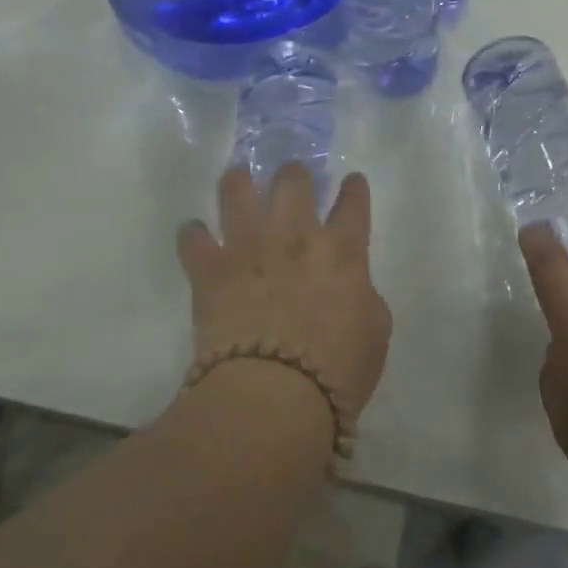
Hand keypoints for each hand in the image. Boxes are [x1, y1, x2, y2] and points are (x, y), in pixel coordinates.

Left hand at [178, 165, 392, 419]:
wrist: (274, 392)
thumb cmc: (338, 369)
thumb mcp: (375, 332)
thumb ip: (363, 296)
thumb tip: (350, 286)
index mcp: (342, 250)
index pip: (352, 205)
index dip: (353, 189)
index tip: (351, 181)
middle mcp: (294, 235)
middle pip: (293, 182)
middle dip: (294, 174)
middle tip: (291, 176)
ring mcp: (248, 247)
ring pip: (237, 192)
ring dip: (238, 182)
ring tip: (237, 178)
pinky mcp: (210, 269)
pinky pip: (193, 239)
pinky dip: (193, 235)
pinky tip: (194, 234)